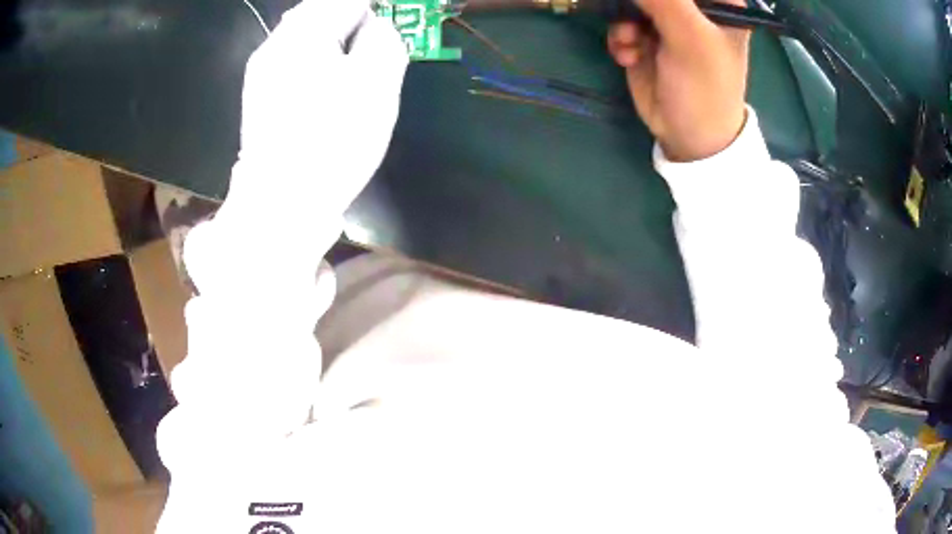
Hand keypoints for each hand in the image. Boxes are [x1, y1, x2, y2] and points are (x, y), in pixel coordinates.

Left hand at [236, 0, 407, 207]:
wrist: (281, 203)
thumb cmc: (333, 141)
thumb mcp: (377, 84)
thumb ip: (385, 39)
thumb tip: (376, 26)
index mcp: (304, 33)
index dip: (376, 8)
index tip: (389, 29)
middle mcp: (276, 43)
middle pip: (322, 12)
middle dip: (353, 25)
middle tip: (373, 52)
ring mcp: (261, 70)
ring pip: (307, 37)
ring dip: (334, 44)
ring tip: (350, 73)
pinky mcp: (259, 95)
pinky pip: (293, 61)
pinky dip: (316, 63)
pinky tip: (324, 91)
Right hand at [607, 0, 750, 161]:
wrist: (690, 137)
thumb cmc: (705, 88)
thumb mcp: (690, 38)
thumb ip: (663, 0)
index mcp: (717, 3)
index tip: (648, 5)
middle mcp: (693, 9)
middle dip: (636, 3)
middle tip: (631, 18)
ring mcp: (667, 23)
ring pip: (632, 3)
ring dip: (623, 22)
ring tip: (631, 43)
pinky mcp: (646, 39)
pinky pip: (621, 22)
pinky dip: (619, 38)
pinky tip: (628, 57)